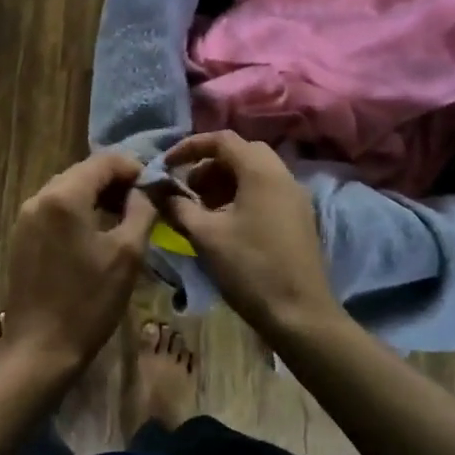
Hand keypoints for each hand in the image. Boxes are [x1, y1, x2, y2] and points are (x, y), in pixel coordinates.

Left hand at [0, 153, 156, 374]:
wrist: (41, 347)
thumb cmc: (89, 301)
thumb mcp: (127, 254)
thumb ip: (141, 210)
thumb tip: (147, 188)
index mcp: (64, 196)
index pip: (104, 161)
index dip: (134, 168)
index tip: (155, 188)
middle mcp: (39, 197)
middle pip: (84, 172)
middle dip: (116, 182)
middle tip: (144, 203)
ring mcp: (25, 217)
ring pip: (68, 190)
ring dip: (97, 196)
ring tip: (124, 218)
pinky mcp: (21, 236)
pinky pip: (54, 210)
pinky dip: (78, 212)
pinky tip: (95, 234)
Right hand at [161, 132, 338, 335]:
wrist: (299, 314)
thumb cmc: (250, 269)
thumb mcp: (206, 236)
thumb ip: (177, 207)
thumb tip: (155, 189)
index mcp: (261, 171)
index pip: (222, 140)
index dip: (189, 147)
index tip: (166, 165)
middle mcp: (282, 175)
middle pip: (240, 153)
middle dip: (207, 165)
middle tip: (185, 189)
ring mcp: (294, 197)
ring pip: (254, 173)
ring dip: (223, 181)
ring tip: (199, 209)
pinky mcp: (297, 217)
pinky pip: (265, 191)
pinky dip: (240, 195)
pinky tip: (223, 223)